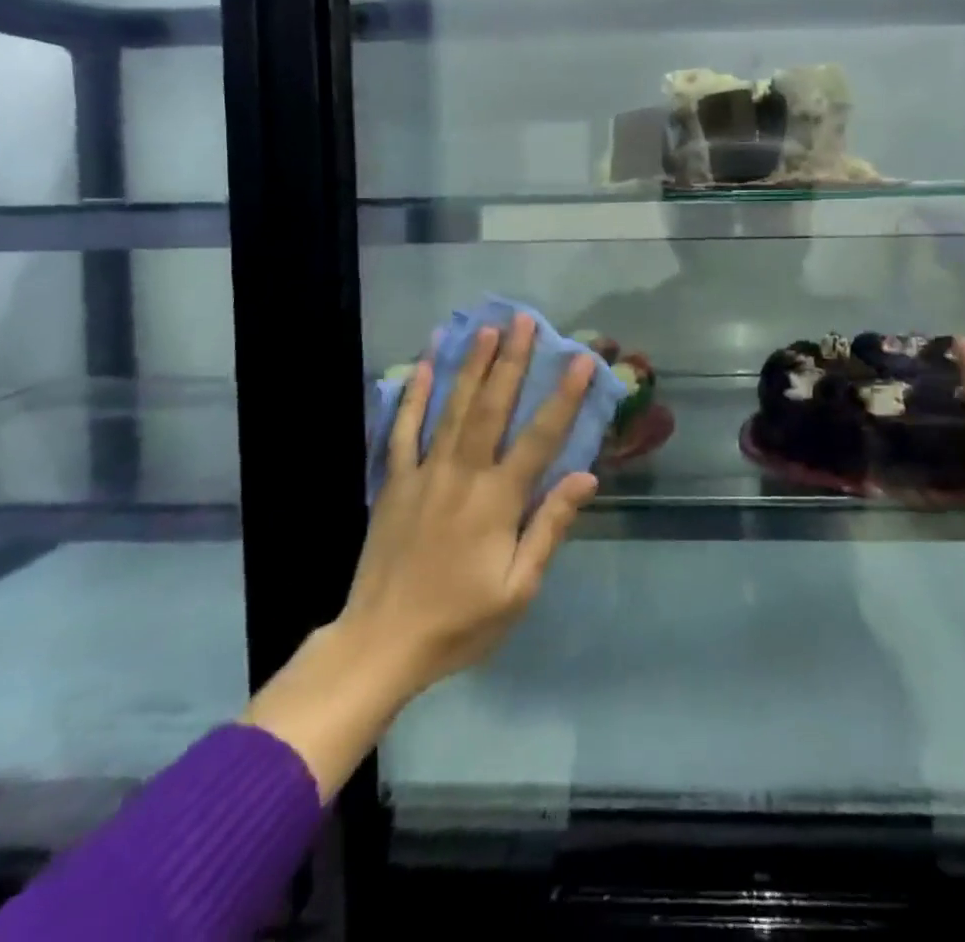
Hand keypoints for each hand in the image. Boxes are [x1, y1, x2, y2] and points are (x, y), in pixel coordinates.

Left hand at [337, 315, 599, 693]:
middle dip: (511, 360)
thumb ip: (549, 527)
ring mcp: (424, 473)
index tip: (580, 359)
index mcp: (498, 500)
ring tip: (485, 328)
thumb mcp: (518, 589)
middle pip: (492, 407)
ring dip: (470, 365)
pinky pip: (403, 429)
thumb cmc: (459, 622)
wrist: (380, 644)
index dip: (563, 396)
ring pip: (451, 408)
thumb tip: (585, 477)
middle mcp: (463, 474)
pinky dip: (413, 394)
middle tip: (524, 320)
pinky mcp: (394, 481)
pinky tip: (422, 364)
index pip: (540, 437)